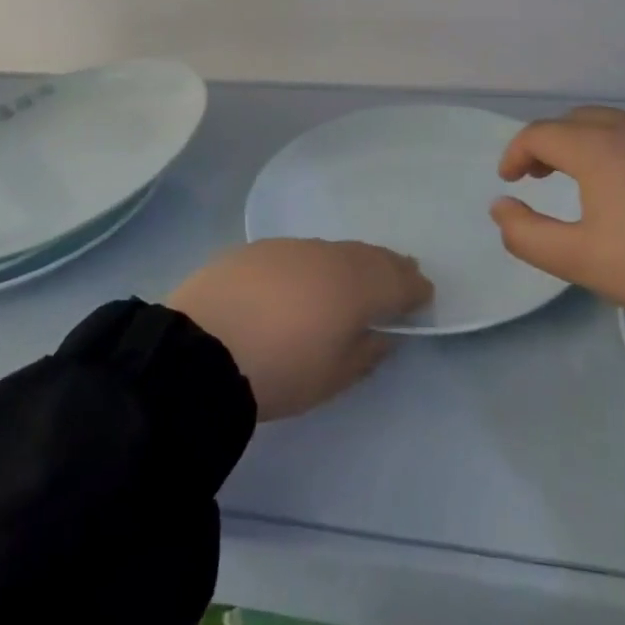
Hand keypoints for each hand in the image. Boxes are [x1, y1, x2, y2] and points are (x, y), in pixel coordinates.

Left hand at [166, 240, 433, 419]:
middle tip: (401, 274)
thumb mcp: (333, 377)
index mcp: (357, 287)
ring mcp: (292, 248)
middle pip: (370, 257)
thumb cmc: (280, 370)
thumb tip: (382, 335)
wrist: (200, 349)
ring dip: (351, 261)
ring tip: (355, 275)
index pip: (399, 281)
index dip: (415, 288)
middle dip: (390, 266)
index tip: (423, 296)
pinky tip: (304, 279)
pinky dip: (314, 263)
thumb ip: (366, 353)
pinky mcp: (257, 249)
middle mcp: (330, 257)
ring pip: (335, 250)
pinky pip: (300, 252)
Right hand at [490, 107, 624, 340]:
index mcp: (597, 147)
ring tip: (590, 181)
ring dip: (590, 144)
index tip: (509, 180)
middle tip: (543, 176)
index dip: (516, 153)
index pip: (540, 133)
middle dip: (551, 142)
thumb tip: (501, 206)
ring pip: (618, 124)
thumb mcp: (576, 260)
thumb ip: (524, 233)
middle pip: (577, 120)